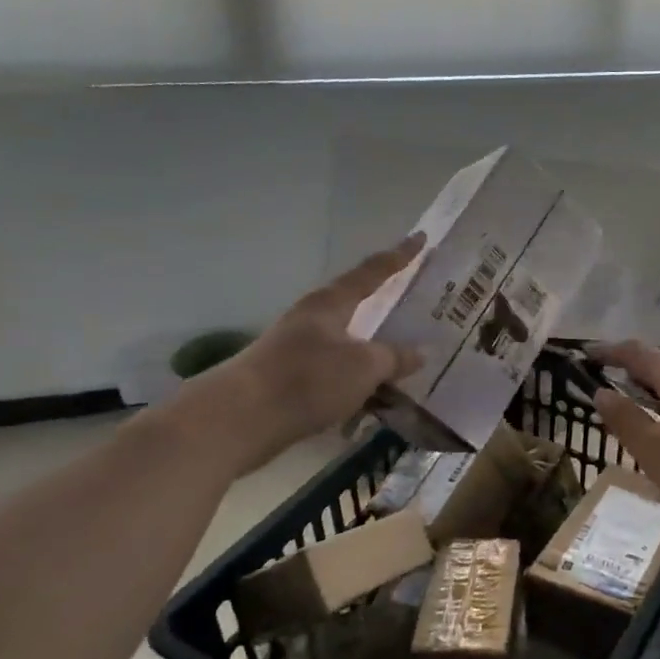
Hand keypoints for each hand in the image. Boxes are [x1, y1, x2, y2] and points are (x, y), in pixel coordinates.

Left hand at [174, 235, 426, 474]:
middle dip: (387, 303)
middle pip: (358, 304)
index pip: (373, 271)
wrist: (238, 420)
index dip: (400, 256)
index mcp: (330, 303)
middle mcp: (313, 319)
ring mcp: (299, 349)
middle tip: (420, 300)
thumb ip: (395, 357)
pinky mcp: (291, 380)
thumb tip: (421, 353)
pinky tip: (377, 394)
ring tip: (407, 355)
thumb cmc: (306, 379)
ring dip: (375, 348)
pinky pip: (338, 371)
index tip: (421, 238)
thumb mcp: (363, 367)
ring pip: (349, 342)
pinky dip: (360, 378)